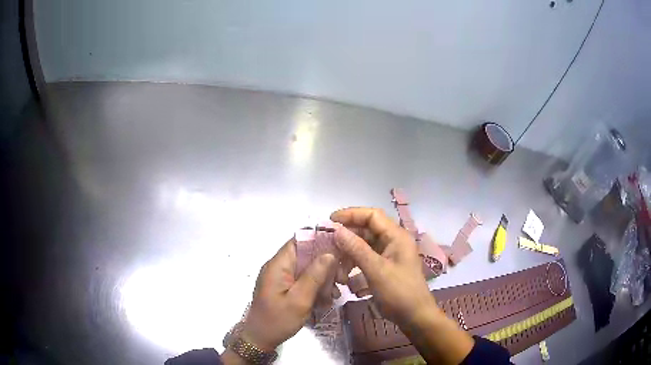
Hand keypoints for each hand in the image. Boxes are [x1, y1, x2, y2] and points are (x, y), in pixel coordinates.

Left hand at [239, 238, 337, 350]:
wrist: (260, 339)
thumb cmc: (277, 320)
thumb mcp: (299, 300)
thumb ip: (314, 276)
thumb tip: (329, 253)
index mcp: (278, 265)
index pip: (299, 241)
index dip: (320, 241)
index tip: (340, 250)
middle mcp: (278, 267)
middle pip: (306, 255)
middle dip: (325, 265)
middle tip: (341, 279)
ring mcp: (281, 278)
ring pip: (307, 269)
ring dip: (322, 279)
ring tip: (335, 294)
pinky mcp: (284, 288)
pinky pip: (302, 281)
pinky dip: (315, 288)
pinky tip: (326, 300)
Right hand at [331, 207, 473, 364]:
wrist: (414, 316)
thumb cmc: (398, 292)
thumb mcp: (376, 270)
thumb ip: (356, 249)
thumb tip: (337, 230)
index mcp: (396, 236)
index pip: (372, 215)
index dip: (351, 214)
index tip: (330, 220)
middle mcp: (394, 241)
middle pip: (368, 229)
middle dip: (348, 235)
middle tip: (327, 242)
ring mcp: (391, 254)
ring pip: (366, 244)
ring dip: (349, 251)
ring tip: (335, 262)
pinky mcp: (386, 266)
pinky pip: (367, 258)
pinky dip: (355, 262)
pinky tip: (345, 274)